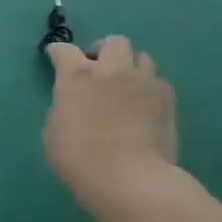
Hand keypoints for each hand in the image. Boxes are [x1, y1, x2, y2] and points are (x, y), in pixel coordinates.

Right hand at [44, 37, 178, 218]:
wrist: (129, 178)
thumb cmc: (79, 159)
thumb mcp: (53, 132)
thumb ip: (63, 107)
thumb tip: (74, 102)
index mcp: (76, 76)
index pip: (63, 49)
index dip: (57, 53)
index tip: (55, 59)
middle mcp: (111, 70)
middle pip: (113, 42)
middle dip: (103, 51)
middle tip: (98, 70)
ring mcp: (143, 81)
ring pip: (141, 56)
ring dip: (129, 66)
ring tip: (125, 85)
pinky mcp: (167, 98)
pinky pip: (157, 80)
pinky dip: (148, 87)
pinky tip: (143, 104)